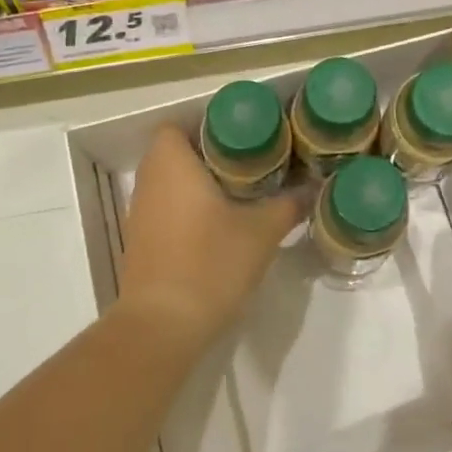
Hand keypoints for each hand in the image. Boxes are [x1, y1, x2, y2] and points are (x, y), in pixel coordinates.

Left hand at [118, 124, 300, 349]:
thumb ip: (289, 204)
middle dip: (210, 154)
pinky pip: (165, 208)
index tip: (242, 138)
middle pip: (175, 152)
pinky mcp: (141, 242)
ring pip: (169, 182)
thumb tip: (312, 188)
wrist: (163, 326)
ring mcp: (140, 214)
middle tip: (250, 162)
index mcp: (171, 164)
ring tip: (240, 191)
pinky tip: (219, 226)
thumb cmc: (210, 263)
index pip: (178, 125)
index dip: (208, 126)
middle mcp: (149, 181)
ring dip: (198, 183)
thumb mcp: (262, 231)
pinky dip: (187, 208)